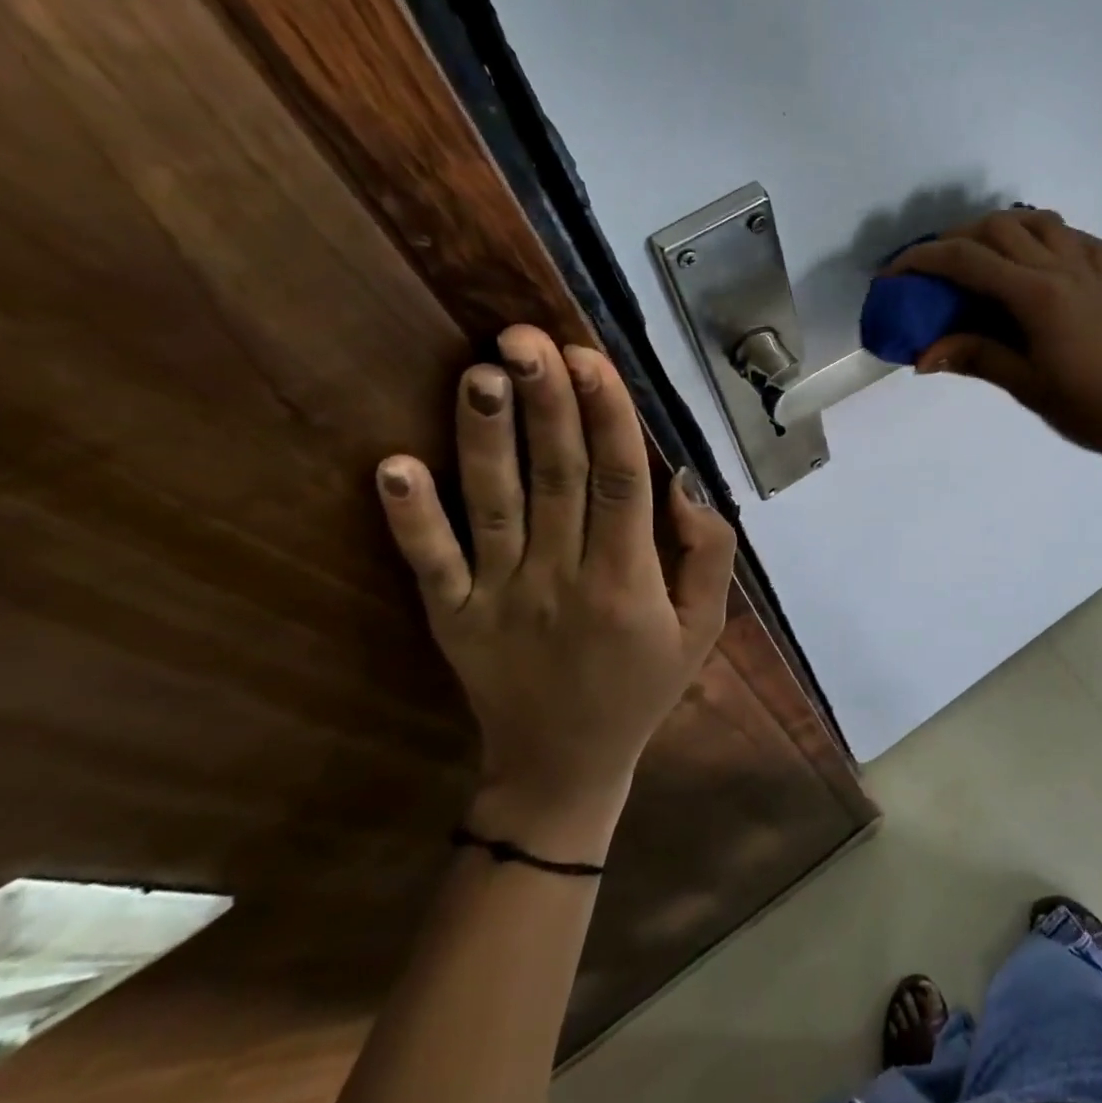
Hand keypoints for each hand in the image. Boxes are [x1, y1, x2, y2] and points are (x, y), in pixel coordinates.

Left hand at [375, 325, 736, 862]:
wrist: (563, 767)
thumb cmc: (643, 686)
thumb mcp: (704, 627)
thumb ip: (708, 554)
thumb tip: (685, 483)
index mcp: (628, 580)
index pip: (621, 481)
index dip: (607, 416)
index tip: (590, 357)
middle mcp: (562, 578)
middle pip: (557, 476)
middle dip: (546, 401)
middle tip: (526, 336)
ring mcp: (500, 597)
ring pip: (494, 505)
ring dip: (485, 437)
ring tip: (479, 372)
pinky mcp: (452, 617)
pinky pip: (431, 563)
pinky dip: (411, 517)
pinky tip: (393, 466)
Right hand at [888, 209, 1101, 467]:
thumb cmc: (1093, 407)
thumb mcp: (1027, 386)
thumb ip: (975, 358)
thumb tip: (922, 357)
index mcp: (1036, 295)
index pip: (967, 260)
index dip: (922, 260)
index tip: (892, 273)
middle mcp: (1061, 267)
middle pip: (998, 227)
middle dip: (955, 238)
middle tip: (931, 269)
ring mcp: (1090, 268)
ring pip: (1037, 221)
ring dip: (999, 229)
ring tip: (977, 257)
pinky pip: (1073, 238)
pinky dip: (1043, 237)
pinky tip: (1034, 261)